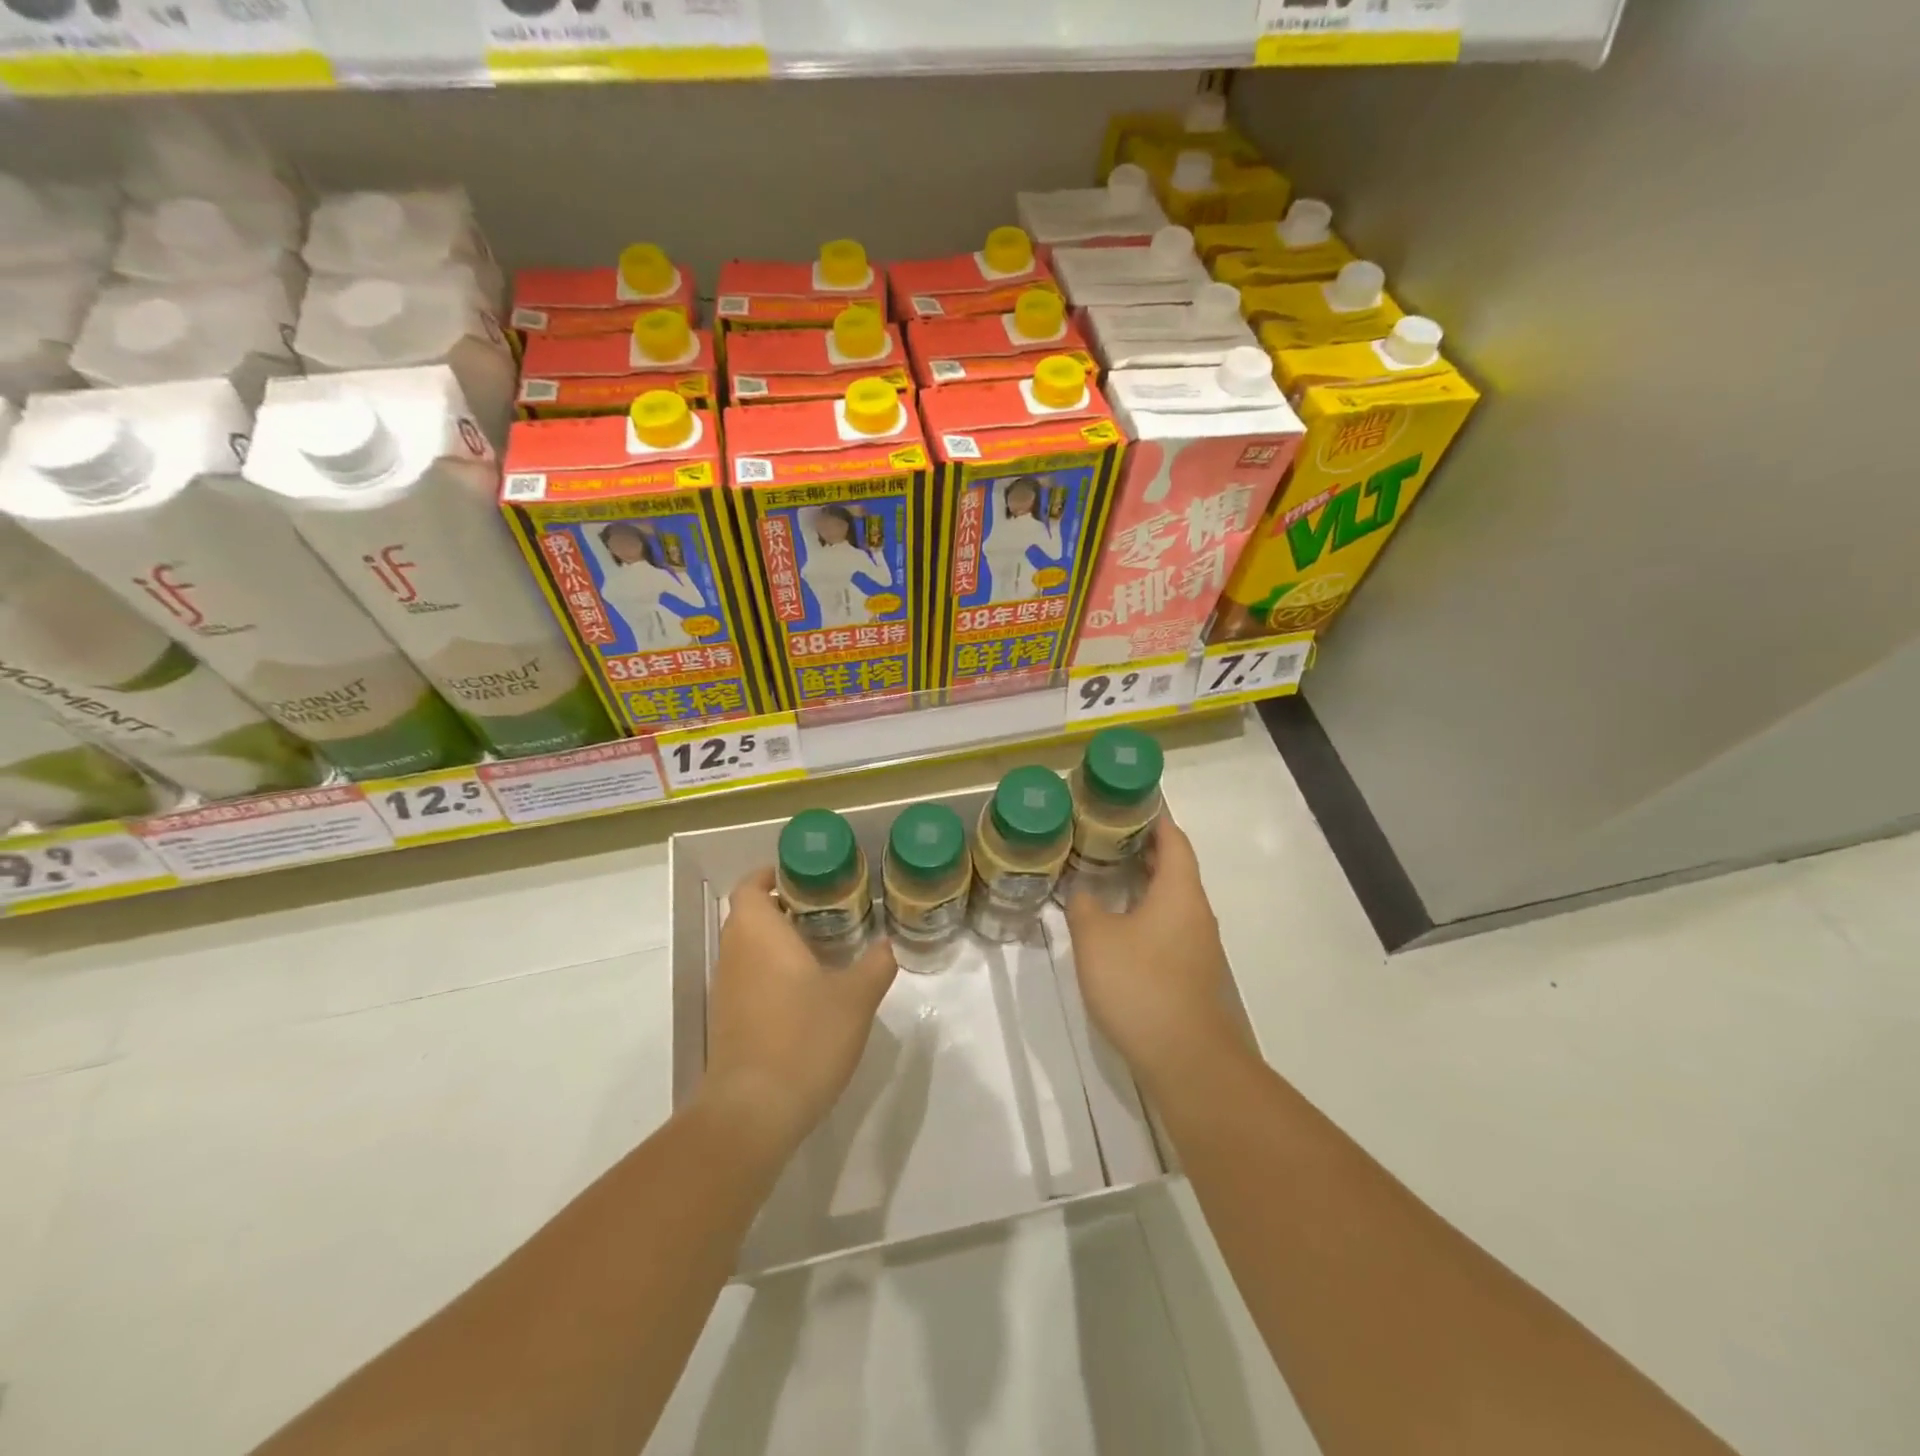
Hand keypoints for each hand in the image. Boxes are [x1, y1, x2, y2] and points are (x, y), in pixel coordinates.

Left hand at [700, 867, 897, 1161]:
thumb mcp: (856, 998)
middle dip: (784, 907)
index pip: (750, 886)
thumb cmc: (805, 1037)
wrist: (754, 1112)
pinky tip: (808, 992)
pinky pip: (749, 978)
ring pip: (748, 948)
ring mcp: (726, 990)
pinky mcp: (728, 1021)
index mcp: (758, 933)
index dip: (772, 875)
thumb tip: (886, 945)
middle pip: (750, 915)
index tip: (806, 877)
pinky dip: (772, 972)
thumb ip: (875, 965)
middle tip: (828, 910)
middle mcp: (734, 953)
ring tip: (824, 947)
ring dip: (778, 941)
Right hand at [1066, 814, 1243, 1096]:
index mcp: (1179, 891)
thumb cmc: (1139, 984)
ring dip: (1144, 883)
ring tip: (1106, 875)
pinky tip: (1118, 926)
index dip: (1154, 818)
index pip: (1173, 839)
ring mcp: (1198, 944)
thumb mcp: (1096, 938)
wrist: (1185, 1056)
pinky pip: (1169, 926)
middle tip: (1105, 836)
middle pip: (1175, 867)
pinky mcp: (1191, 972)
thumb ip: (1084, 906)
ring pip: (1172, 899)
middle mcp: (1196, 911)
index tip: (1129, 804)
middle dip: (1143, 849)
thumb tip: (1082, 892)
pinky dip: (1146, 913)